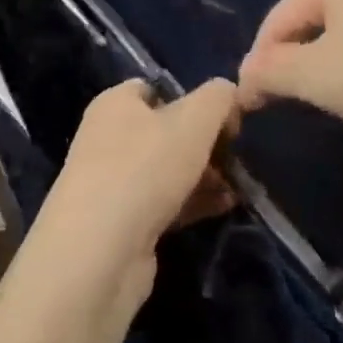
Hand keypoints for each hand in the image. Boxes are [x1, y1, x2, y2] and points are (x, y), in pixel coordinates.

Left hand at [28, 79, 239, 307]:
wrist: (100, 253)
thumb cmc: (145, 169)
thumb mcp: (194, 120)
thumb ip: (218, 98)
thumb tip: (229, 92)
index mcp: (115, 105)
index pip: (156, 89)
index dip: (193, 98)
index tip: (226, 116)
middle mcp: (109, 139)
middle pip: (168, 131)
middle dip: (206, 142)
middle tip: (239, 154)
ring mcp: (115, 184)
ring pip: (170, 170)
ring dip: (206, 175)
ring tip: (241, 184)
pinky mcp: (124, 223)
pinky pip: (167, 203)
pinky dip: (196, 202)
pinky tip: (226, 206)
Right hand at [236, 0, 342, 132]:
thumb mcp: (317, 77)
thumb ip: (272, 73)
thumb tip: (245, 77)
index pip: (278, 18)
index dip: (259, 61)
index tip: (251, 101)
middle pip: (315, 18)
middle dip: (297, 58)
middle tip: (290, 98)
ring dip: (334, 60)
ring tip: (335, 95)